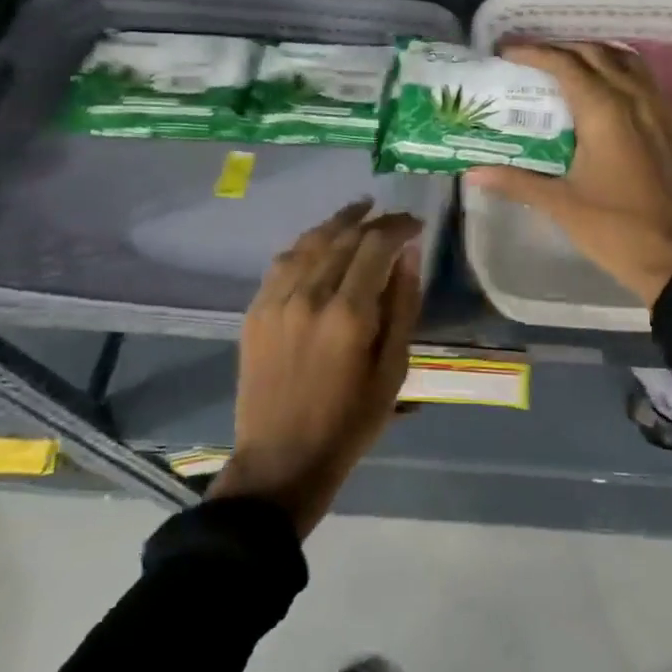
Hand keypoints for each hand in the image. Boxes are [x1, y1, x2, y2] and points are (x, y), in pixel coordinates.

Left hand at [210, 200, 423, 537]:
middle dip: (373, 221)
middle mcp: (310, 295)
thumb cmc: (349, 422)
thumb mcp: (393, 371)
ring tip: (360, 211)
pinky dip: (307, 244)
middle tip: (394, 219)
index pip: (376, 245)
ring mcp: (277, 300)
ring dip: (339, 223)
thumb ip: (403, 306)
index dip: (398, 226)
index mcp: (349, 314)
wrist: (281, 460)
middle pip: (344, 238)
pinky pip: (283, 261)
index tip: (415, 224)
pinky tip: (320, 241)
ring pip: (310, 242)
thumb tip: (409, 254)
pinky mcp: (256, 310)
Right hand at [468, 42, 671, 306]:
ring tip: (567, 68)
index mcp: (605, 112)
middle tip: (532, 61)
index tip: (507, 52)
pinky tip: (603, 95)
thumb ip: (516, 180)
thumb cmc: (615, 231)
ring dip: (594, 56)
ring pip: (626, 63)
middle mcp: (635, 101)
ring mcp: (659, 113)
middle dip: (562, 49)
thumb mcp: (561, 205)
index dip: (535, 53)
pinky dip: (619, 73)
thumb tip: (472, 172)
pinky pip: (644, 82)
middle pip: (597, 54)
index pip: (566, 65)